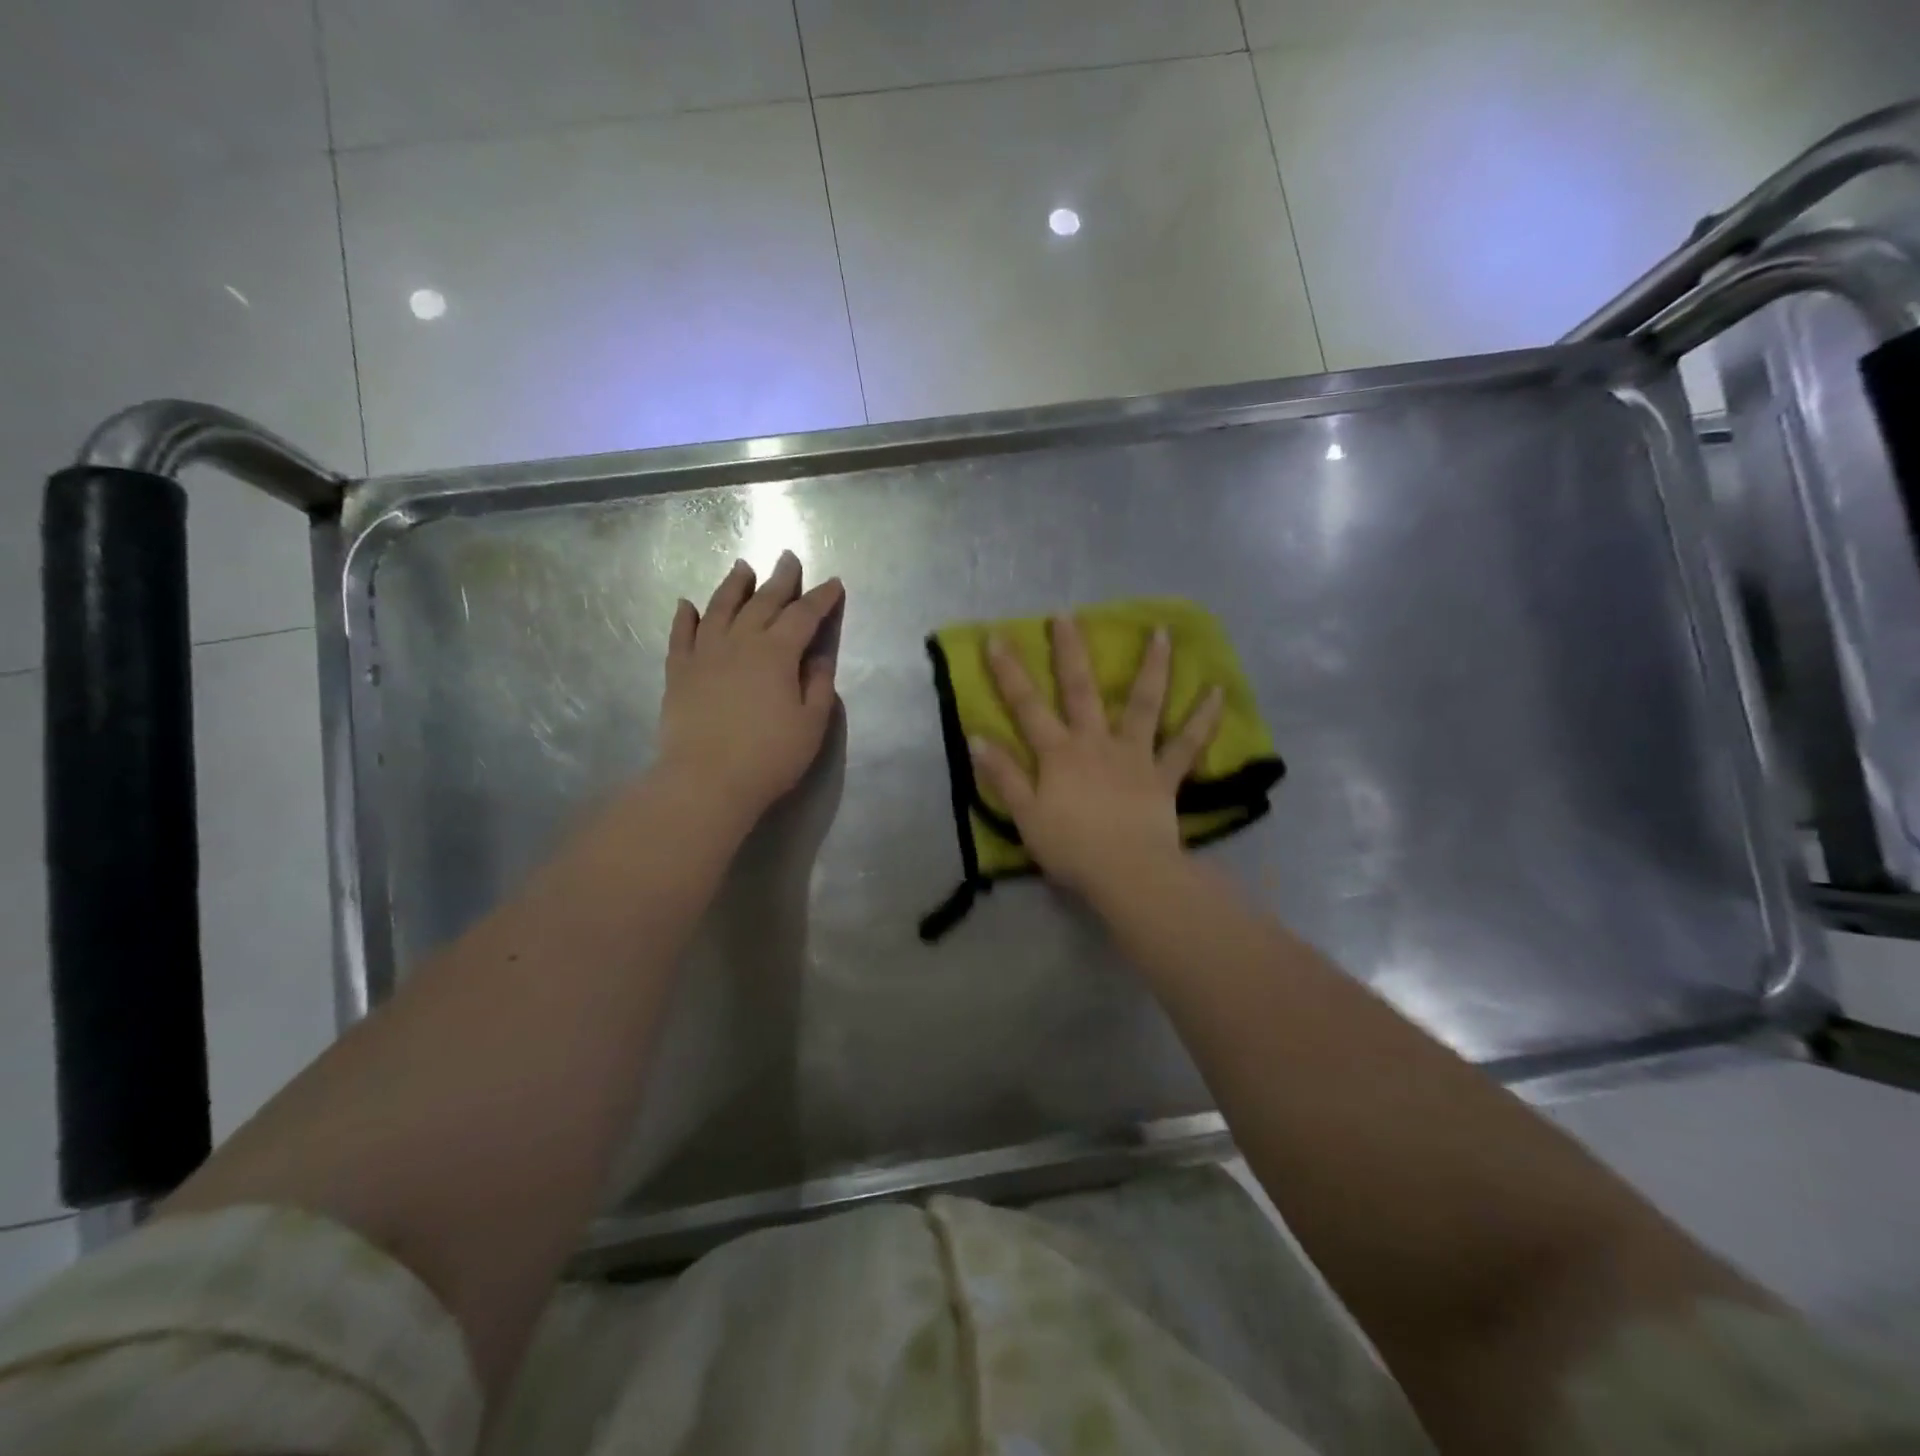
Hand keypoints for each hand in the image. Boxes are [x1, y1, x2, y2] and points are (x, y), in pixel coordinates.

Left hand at [656, 552, 843, 828]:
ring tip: (743, 568)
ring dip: (733, 586)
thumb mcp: (811, 724)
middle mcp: (740, 642)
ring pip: (720, 609)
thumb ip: (818, 685)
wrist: (705, 781)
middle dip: (780, 579)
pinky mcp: (678, 672)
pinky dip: (684, 617)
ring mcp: (704, 654)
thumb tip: (817, 656)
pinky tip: (687, 604)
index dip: (821, 599)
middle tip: (789, 557)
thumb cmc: (769, 757)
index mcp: (777, 653)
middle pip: (763, 602)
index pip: (804, 616)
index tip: (833, 583)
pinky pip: (680, 635)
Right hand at [969, 616, 1223, 898]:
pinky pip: (1186, 744)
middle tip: (1068, 615)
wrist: (1127, 872)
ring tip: (1162, 632)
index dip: (1009, 673)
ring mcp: (1134, 755)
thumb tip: (977, 738)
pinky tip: (1219, 691)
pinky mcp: (1164, 775)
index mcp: (1059, 753)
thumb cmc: (1071, 848)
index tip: (996, 638)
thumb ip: (1003, 776)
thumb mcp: (1025, 816)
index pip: (1027, 707)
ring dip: (1152, 667)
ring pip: (1143, 704)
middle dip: (1071, 651)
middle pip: (1081, 690)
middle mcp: (1096, 743)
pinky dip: (1204, 719)